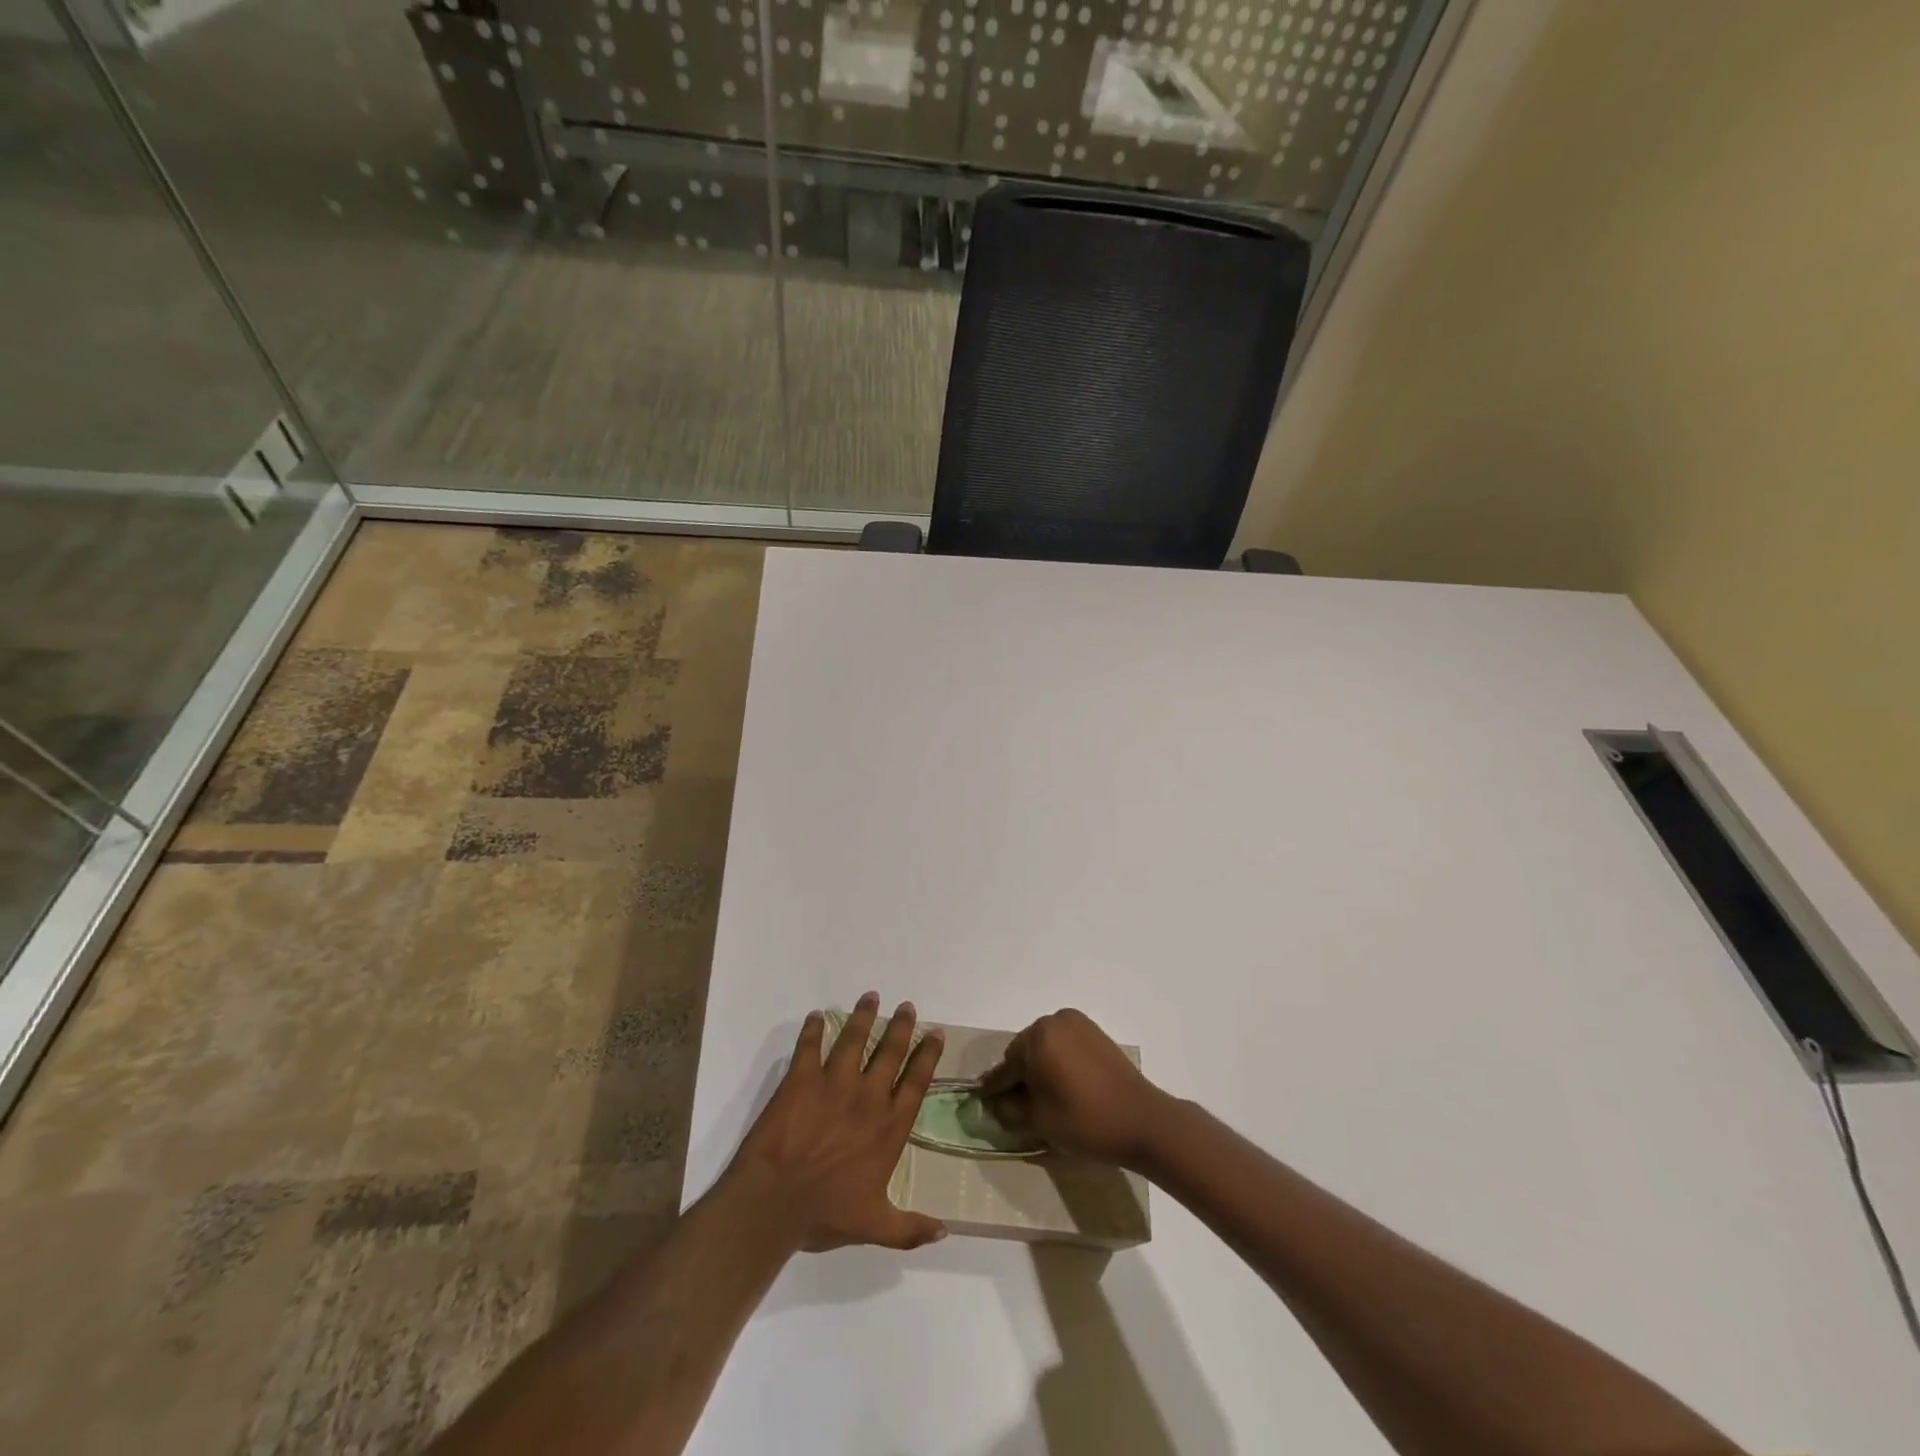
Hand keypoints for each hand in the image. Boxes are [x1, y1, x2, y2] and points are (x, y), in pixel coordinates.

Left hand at [725, 992, 947, 1252]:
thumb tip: (945, 1232)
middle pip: (890, 1051)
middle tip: (907, 1006)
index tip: (935, 1033)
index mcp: (889, 1127)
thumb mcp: (875, 1228)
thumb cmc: (826, 1215)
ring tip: (871, 996)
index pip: (916, 1082)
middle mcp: (868, 1097)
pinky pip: (809, 1045)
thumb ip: (911, 1227)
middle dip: (901, 1026)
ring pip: (854, 1039)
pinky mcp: (801, 1079)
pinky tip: (816, 1016)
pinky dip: (812, 1029)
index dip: (928, 1055)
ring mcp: (834, 1083)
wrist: (773, 1203)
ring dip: (863, 1016)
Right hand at [979, 1008, 1171, 1167]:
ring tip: (1042, 1099)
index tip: (984, 1101)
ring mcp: (1079, 1024)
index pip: (1006, 1065)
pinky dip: (1059, 1063)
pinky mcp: (1097, 1034)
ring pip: (1046, 1048)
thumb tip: (996, 1103)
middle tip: (1017, 1105)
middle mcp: (1055, 1020)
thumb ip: (1009, 1109)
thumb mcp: (1038, 1121)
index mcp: (1038, 1036)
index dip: (995, 1087)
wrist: (1143, 1121)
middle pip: (1025, 1051)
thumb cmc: (1085, 1120)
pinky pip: (1066, 1046)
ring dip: (1040, 1069)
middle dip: (1020, 1076)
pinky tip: (1063, 1087)